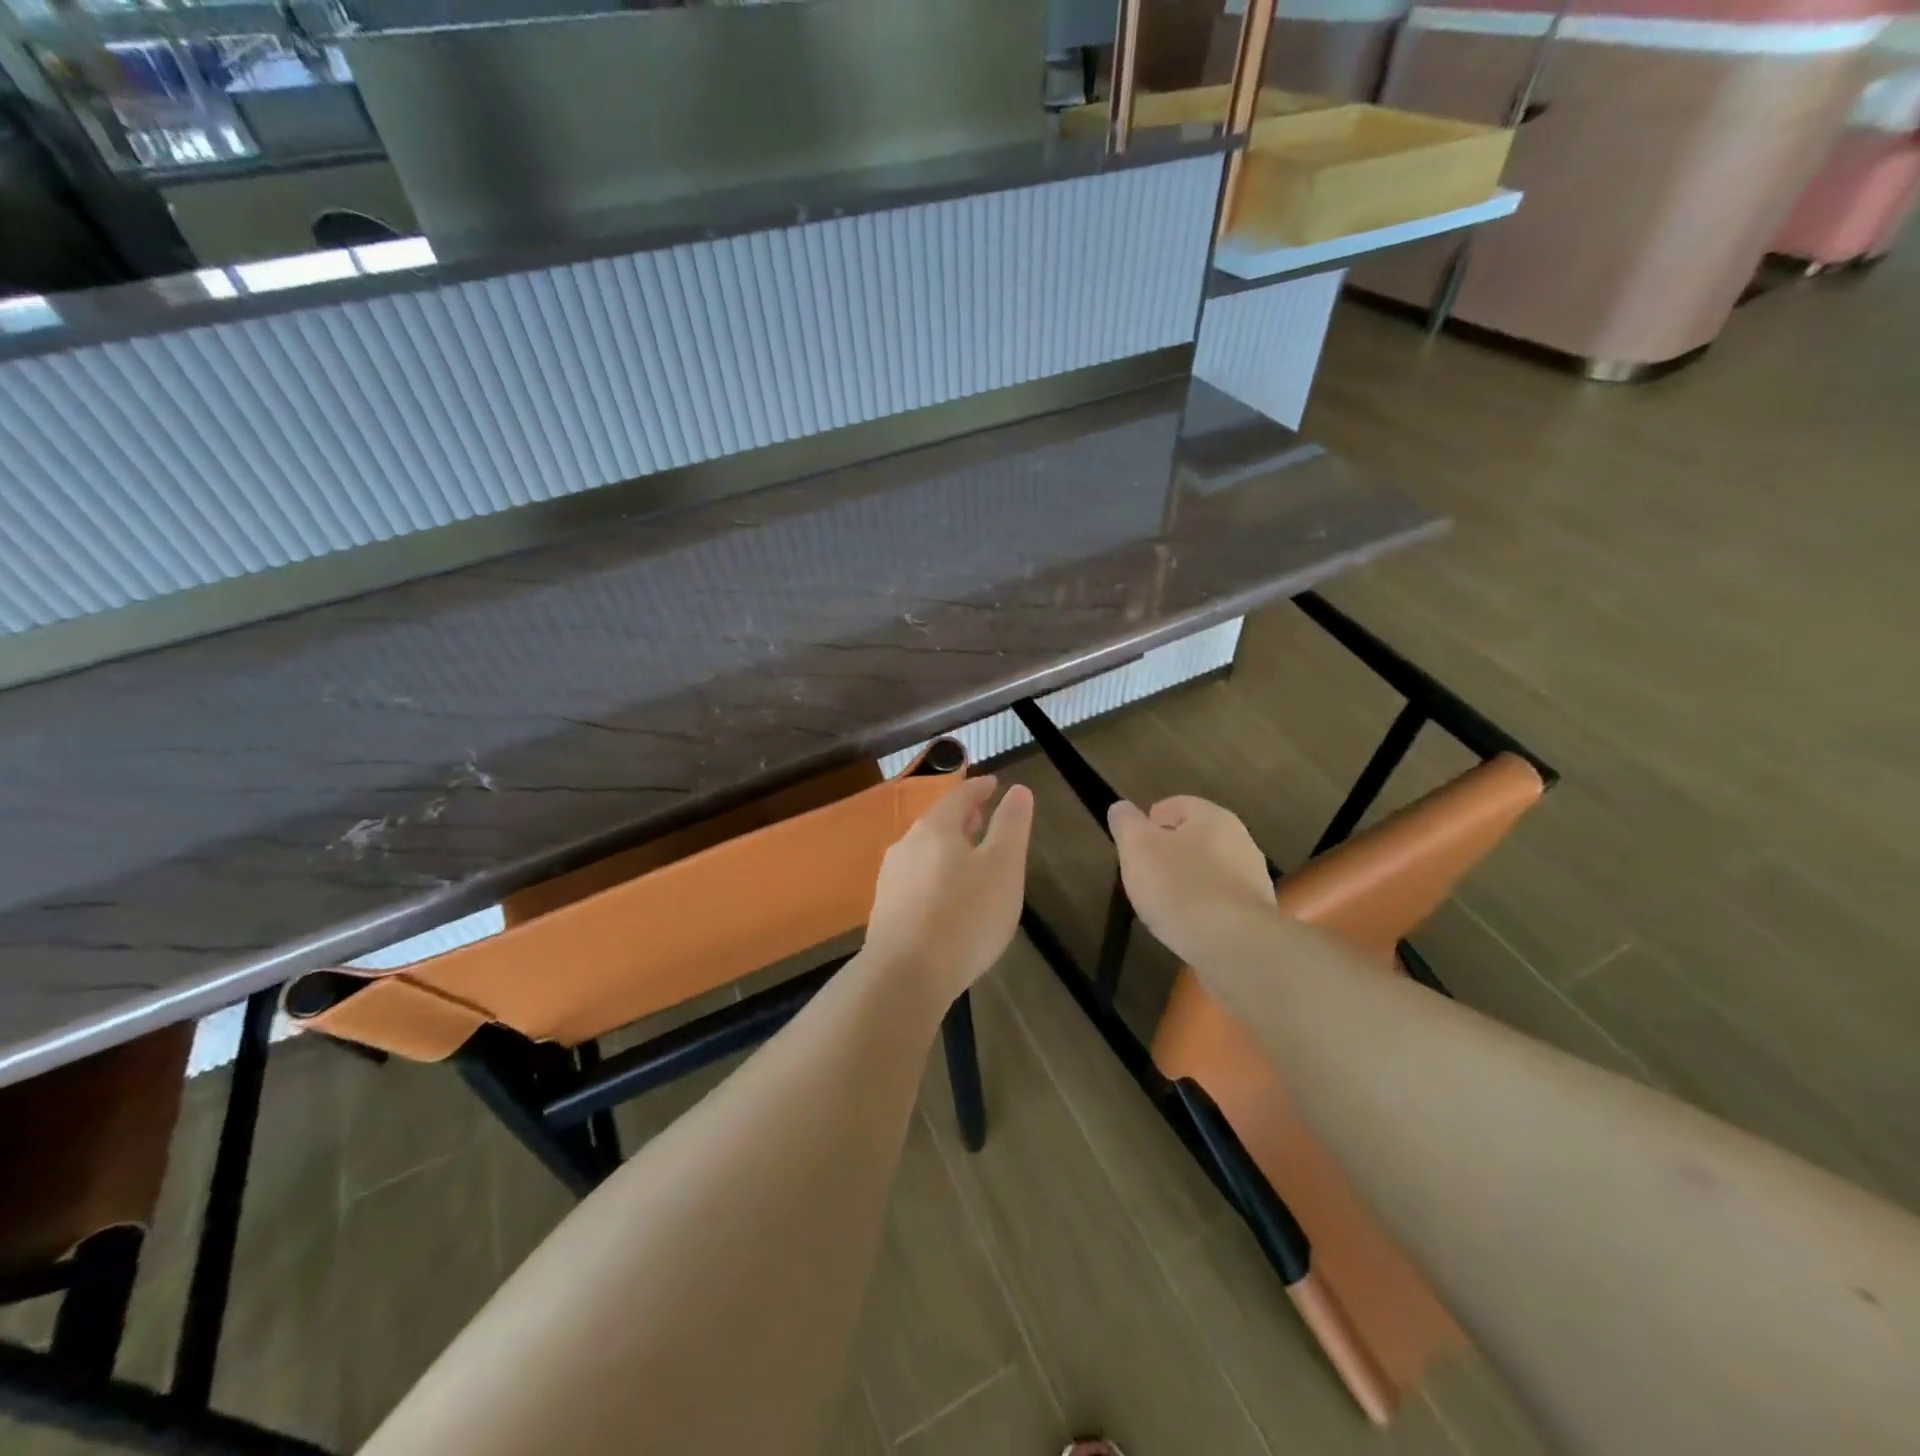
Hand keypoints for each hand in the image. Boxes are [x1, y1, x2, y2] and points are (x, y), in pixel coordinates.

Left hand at [864, 775, 1034, 1006]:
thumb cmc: (965, 916)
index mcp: (935, 829)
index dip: (979, 788)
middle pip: (937, 823)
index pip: (959, 796)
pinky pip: (915, 880)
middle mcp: (906, 846)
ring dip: (946, 847)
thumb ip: (1012, 826)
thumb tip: (1018, 790)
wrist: (905, 976)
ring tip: (966, 856)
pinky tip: (944, 896)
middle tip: (981, 816)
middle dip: (962, 818)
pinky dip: (934, 875)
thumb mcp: (1003, 867)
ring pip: (923, 852)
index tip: (993, 783)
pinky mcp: (885, 911)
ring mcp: (891, 880)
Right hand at [1108, 796, 1277, 969]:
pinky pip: (1220, 900)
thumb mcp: (1138, 849)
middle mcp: (1240, 841)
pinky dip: (1202, 906)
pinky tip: (1187, 924)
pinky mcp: (1257, 914)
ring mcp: (1253, 878)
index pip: (1176, 804)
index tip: (1132, 845)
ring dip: (1186, 880)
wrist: (1235, 946)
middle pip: (1194, 838)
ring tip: (1162, 903)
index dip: (1149, 820)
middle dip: (1168, 851)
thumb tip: (1121, 808)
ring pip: (1209, 870)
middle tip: (1143, 873)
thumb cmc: (1180, 887)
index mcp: (1213, 817)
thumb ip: (1126, 823)